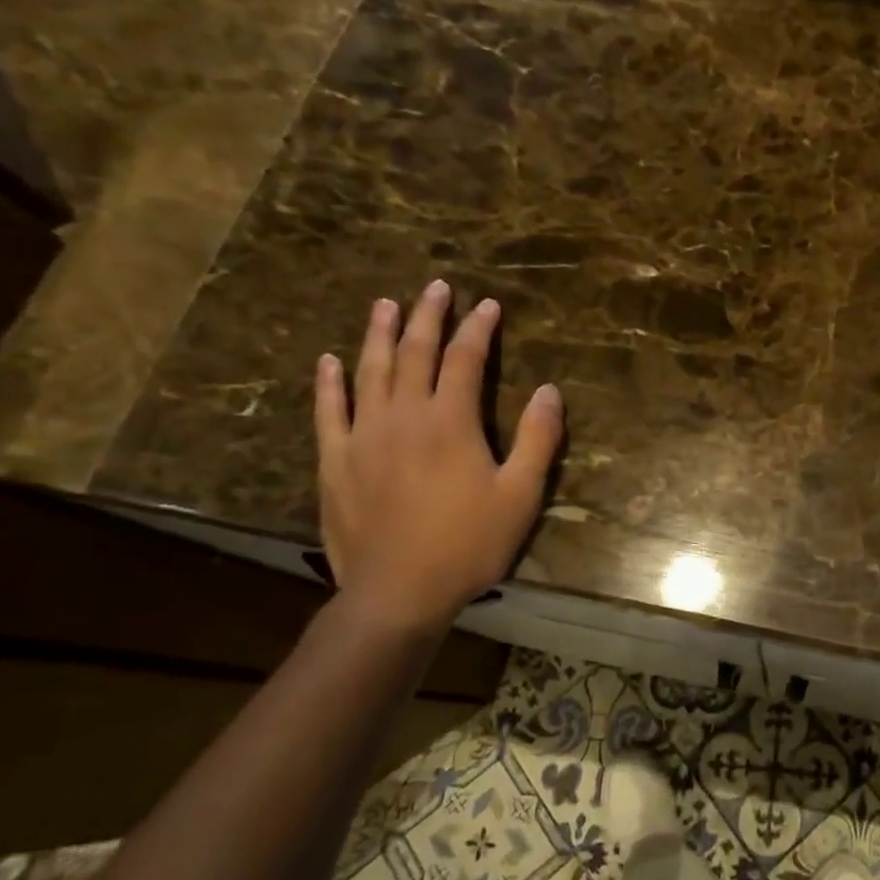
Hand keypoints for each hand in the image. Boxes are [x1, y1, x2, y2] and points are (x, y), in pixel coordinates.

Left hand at [314, 282, 561, 634]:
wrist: (398, 592)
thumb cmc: (468, 544)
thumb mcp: (521, 495)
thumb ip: (537, 439)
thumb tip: (550, 390)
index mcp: (450, 421)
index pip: (465, 359)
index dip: (478, 329)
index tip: (488, 305)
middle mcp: (403, 416)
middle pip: (415, 353)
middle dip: (428, 316)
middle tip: (436, 287)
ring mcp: (363, 436)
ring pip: (370, 371)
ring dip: (380, 334)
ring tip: (386, 305)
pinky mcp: (335, 461)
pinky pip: (329, 411)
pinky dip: (329, 383)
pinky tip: (329, 361)